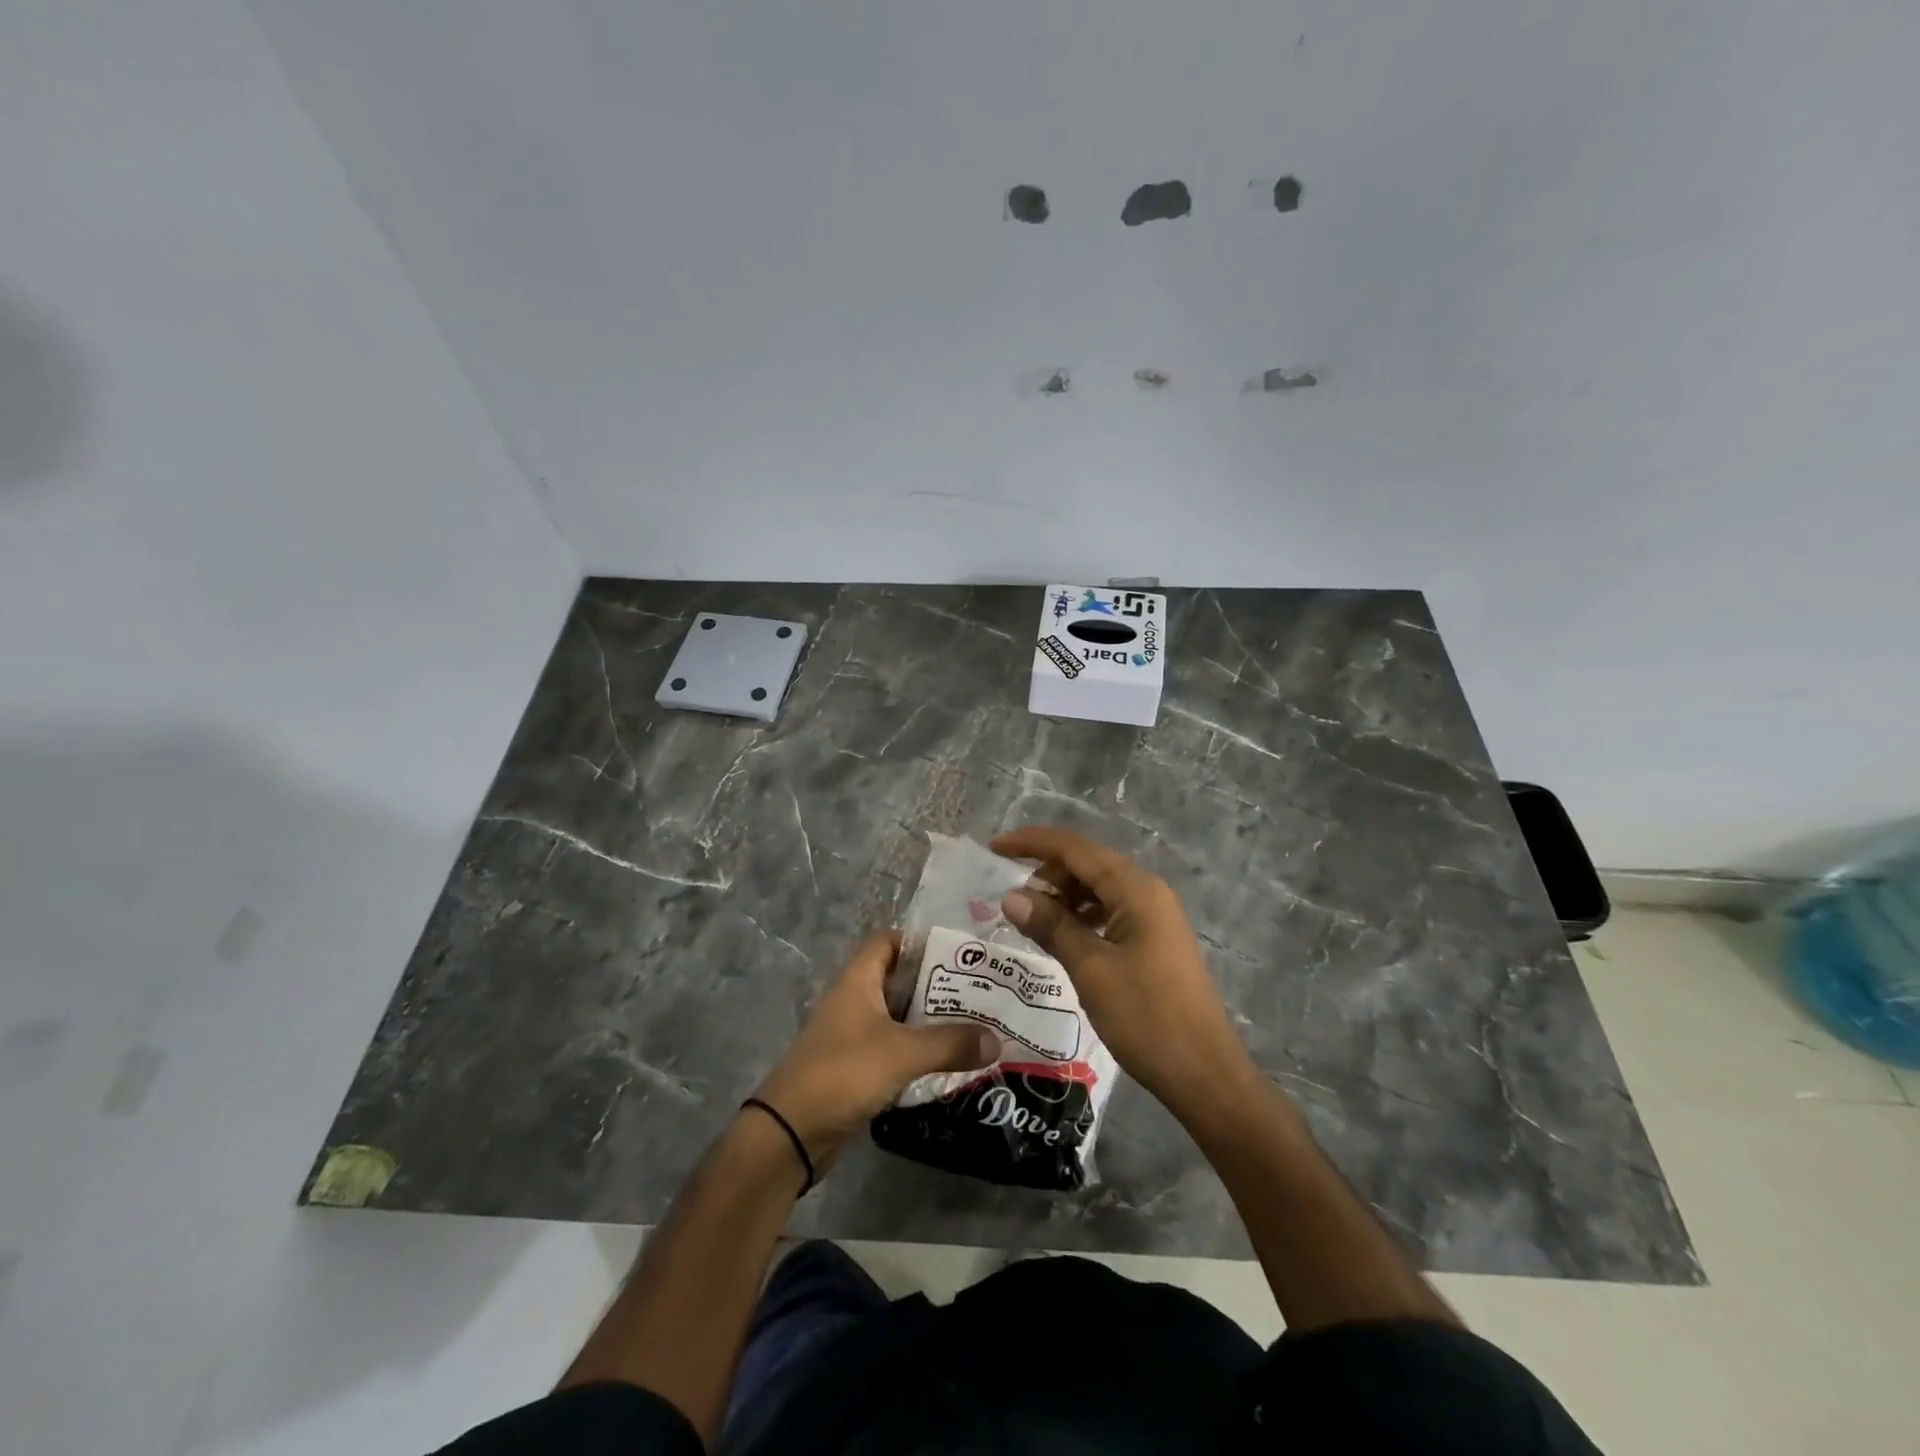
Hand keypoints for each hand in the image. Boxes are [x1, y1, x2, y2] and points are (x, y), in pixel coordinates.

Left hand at [753, 929, 998, 1173]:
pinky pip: (894, 1048)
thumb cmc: (843, 1072)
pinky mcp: (856, 1067)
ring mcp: (853, 1034)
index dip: (919, 941)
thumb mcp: (902, 1052)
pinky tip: (949, 1061)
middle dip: (936, 984)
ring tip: (974, 1025)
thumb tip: (996, 1039)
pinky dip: (918, 1051)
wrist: (791, 1132)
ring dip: (930, 1021)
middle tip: (978, 992)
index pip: (888, 940)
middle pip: (899, 978)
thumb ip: (950, 1043)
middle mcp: (854, 1000)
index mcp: (858, 979)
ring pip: (898, 1016)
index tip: (958, 954)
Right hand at [991, 826, 1258, 1125]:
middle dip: (1047, 874)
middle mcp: (1147, 891)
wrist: (1204, 1074)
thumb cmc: (1146, 1018)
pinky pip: (1110, 910)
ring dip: (1064, 896)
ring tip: (1034, 922)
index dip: (1031, 843)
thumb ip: (1052, 926)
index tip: (994, 847)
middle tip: (1014, 904)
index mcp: (1135, 888)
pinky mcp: (1154, 939)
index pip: (1074, 848)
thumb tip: (1011, 897)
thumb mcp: (1091, 970)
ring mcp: (1155, 915)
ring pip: (1098, 888)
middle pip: (1087, 863)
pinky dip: (1082, 916)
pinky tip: (1064, 938)